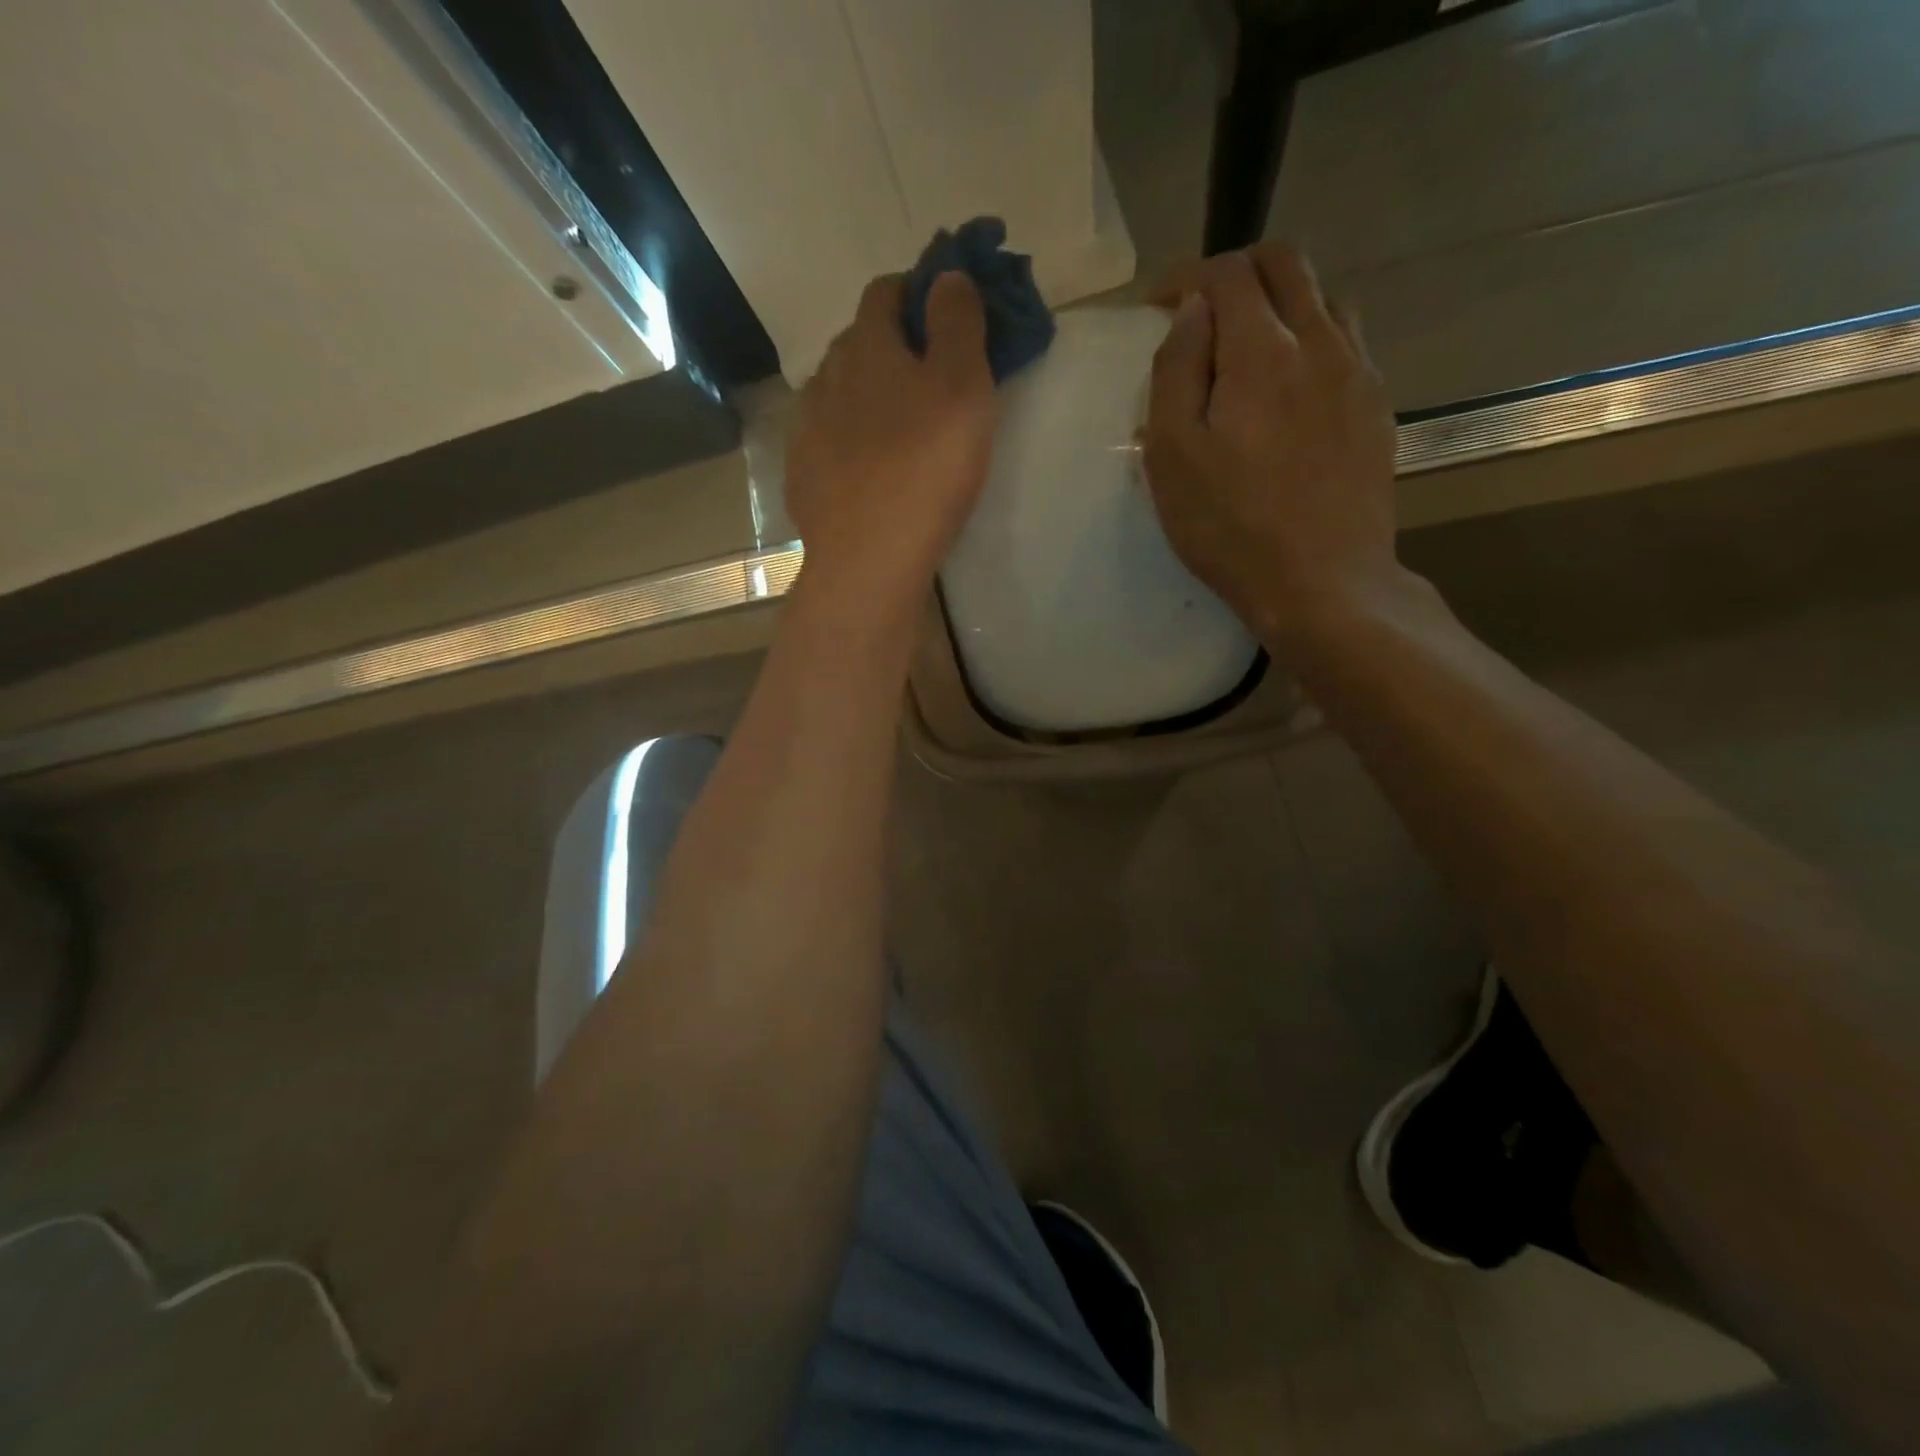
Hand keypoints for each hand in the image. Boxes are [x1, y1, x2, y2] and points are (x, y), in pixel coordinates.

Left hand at [785, 272, 996, 613]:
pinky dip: (848, 443)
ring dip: (867, 397)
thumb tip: (946, 275)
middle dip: (893, 346)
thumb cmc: (926, 470)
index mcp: (867, 347)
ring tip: (898, 430)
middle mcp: (826, 378)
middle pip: (858, 343)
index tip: (947, 314)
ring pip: (839, 394)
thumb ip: (958, 323)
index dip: (918, 291)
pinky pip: (826, 443)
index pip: (886, 291)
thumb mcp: (963, 387)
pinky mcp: (801, 477)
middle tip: (931, 379)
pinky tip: (867, 471)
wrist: (868, 561)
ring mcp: (806, 430)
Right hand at [1141, 244, 1405, 654]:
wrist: (1324, 583)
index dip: (1185, 277)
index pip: (1226, 274)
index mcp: (1261, 352)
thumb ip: (1175, 372)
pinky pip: (1348, 342)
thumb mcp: (1173, 458)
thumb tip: (1189, 311)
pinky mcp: (1378, 406)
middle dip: (1236, 273)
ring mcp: (1359, 372)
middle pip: (1286, 263)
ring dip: (1280, 303)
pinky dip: (1312, 339)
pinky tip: (1291, 388)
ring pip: (1324, 297)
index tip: (1157, 307)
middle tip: (1201, 316)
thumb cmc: (1231, 528)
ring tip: (1247, 351)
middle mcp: (1320, 342)